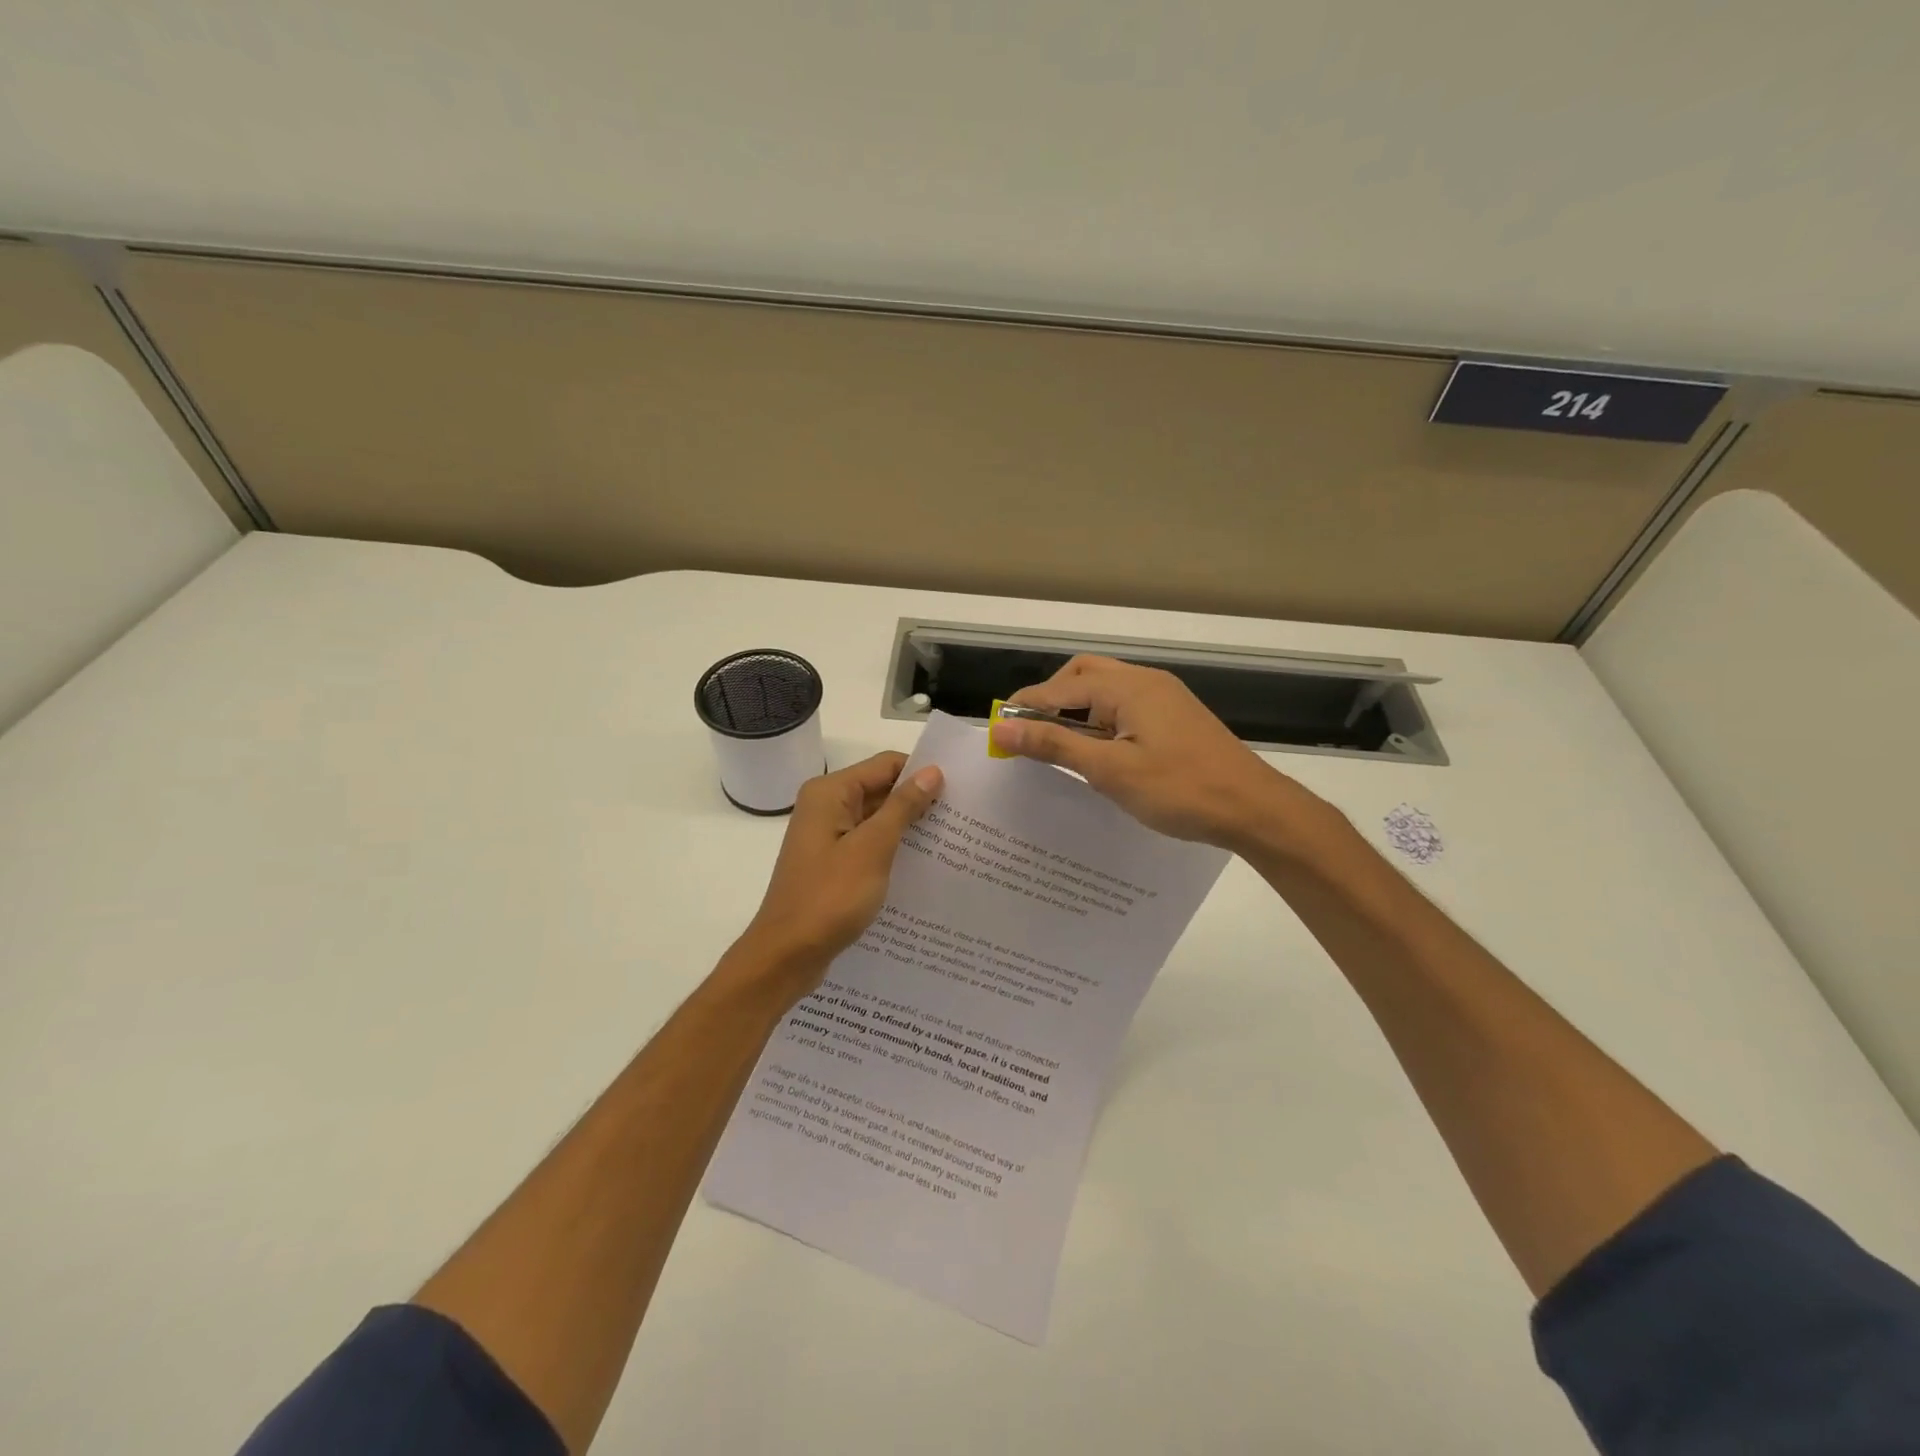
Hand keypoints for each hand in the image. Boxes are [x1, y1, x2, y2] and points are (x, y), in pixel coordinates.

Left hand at [735, 752, 942, 990]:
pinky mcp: (833, 863)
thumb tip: (932, 772)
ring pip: (877, 819)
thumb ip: (903, 807)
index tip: (959, 789)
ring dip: (909, 827)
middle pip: (881, 789)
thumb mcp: (872, 848)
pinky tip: (924, 863)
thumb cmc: (829, 897)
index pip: (886, 764)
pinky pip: (869, 844)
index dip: (921, 772)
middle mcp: (826, 806)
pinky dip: (893, 849)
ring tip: (953, 839)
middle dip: (918, 801)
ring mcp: (828, 836)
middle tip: (964, 816)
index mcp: (829, 793)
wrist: (787, 955)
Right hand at [988, 656, 1341, 855]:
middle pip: (1083, 676)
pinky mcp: (1175, 718)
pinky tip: (1096, 754)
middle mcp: (1145, 682)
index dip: (1027, 707)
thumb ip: (1055, 746)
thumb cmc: (1180, 789)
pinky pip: (1125, 708)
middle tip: (1030, 735)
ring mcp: (1164, 698)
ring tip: (1058, 749)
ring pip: (1105, 692)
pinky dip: (1100, 723)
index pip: (1061, 687)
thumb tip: (1003, 728)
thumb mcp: (1110, 770)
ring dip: (1076, 712)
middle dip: (1052, 700)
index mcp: (1128, 687)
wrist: (1254, 808)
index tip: (999, 731)